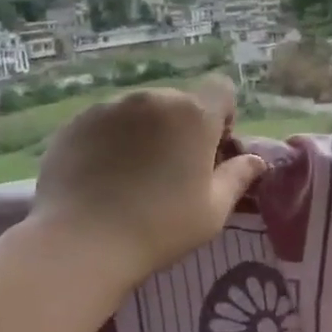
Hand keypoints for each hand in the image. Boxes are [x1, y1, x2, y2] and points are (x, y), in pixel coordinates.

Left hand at [25, 75, 267, 290]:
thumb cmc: (160, 226)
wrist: (80, 243)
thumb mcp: (213, 210)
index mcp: (194, 115)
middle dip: (180, 127)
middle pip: (178, 102)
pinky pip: (104, 123)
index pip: (221, 89)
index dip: (221, 115)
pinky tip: (101, 176)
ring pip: (139, 112)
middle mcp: (154, 99)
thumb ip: (238, 177)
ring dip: (144, 132)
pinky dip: (109, 140)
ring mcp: (110, 107)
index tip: (211, 150)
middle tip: (171, 169)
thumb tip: (255, 160)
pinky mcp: (76, 122)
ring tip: (131, 174)